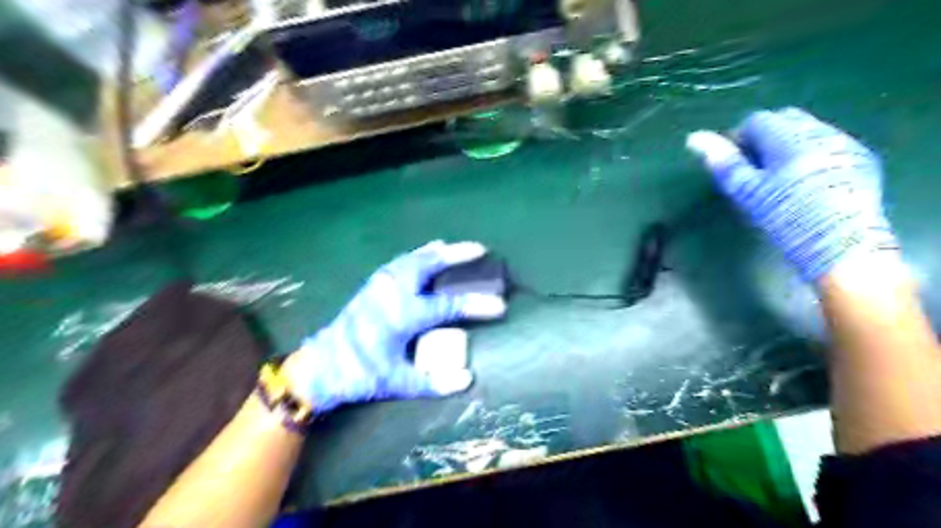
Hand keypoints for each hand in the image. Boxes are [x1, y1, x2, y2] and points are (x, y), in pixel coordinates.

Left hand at [284, 242, 507, 414]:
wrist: (321, 365)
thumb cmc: (360, 374)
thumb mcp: (396, 383)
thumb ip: (432, 382)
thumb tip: (467, 379)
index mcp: (401, 316)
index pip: (447, 306)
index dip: (476, 305)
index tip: (500, 305)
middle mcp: (392, 292)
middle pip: (429, 265)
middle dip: (457, 255)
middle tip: (480, 249)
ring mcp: (380, 284)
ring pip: (414, 258)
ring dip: (438, 252)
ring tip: (457, 248)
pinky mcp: (373, 283)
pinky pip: (402, 261)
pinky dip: (419, 254)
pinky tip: (427, 253)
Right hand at [690, 108, 899, 284]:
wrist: (843, 245)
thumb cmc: (787, 217)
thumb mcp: (748, 192)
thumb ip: (724, 162)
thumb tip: (694, 138)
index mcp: (789, 136)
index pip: (756, 121)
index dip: (739, 139)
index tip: (733, 164)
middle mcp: (820, 131)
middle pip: (785, 120)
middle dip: (765, 137)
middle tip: (753, 169)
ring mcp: (845, 144)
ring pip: (807, 131)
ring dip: (788, 145)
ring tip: (779, 177)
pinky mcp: (861, 160)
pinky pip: (828, 144)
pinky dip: (811, 154)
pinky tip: (807, 182)